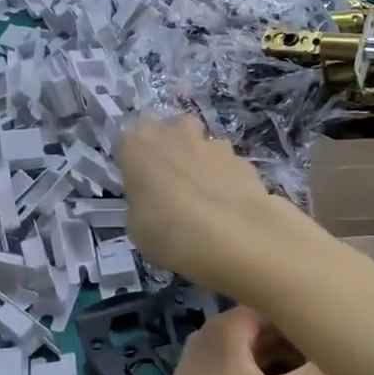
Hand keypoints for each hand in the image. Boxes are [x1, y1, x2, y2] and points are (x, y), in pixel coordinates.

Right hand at [118, 116, 292, 294]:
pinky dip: (228, 183)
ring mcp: (214, 144)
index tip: (141, 187)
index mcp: (139, 145)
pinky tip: (231, 211)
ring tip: (207, 204)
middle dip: (172, 153)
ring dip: (202, 167)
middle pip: (171, 134)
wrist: (236, 240)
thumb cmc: (170, 234)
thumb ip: (142, 203)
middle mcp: (176, 134)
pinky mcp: (244, 161)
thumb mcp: (137, 228)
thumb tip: (154, 200)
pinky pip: (228, 168)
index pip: (129, 143)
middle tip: (173, 188)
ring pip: (203, 149)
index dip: (135, 164)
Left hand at [130, 305, 332, 374]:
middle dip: (299, 343)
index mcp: (225, 328)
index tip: (335, 334)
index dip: (306, 319)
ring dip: (285, 363)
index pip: (276, 305)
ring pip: (255, 351)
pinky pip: (242, 369)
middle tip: (332, 361)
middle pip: (265, 327)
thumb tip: (347, 355)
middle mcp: (210, 335)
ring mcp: (203, 361)